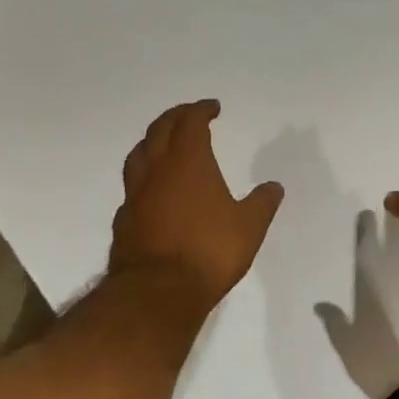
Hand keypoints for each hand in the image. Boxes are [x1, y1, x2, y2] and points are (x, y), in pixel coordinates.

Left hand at [109, 100, 283, 311]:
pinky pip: (133, 186)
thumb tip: (274, 186)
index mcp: (189, 163)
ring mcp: (135, 195)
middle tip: (188, 115)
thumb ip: (262, 203)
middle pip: (159, 131)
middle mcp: (157, 171)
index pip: (190, 123)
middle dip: (175, 117)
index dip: (201, 110)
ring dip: (152, 141)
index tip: (212, 107)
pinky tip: (153, 189)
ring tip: (164, 143)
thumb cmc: (209, 251)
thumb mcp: (249, 227)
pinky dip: (144, 176)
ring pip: (139, 154)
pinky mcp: (124, 219)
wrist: (158, 291)